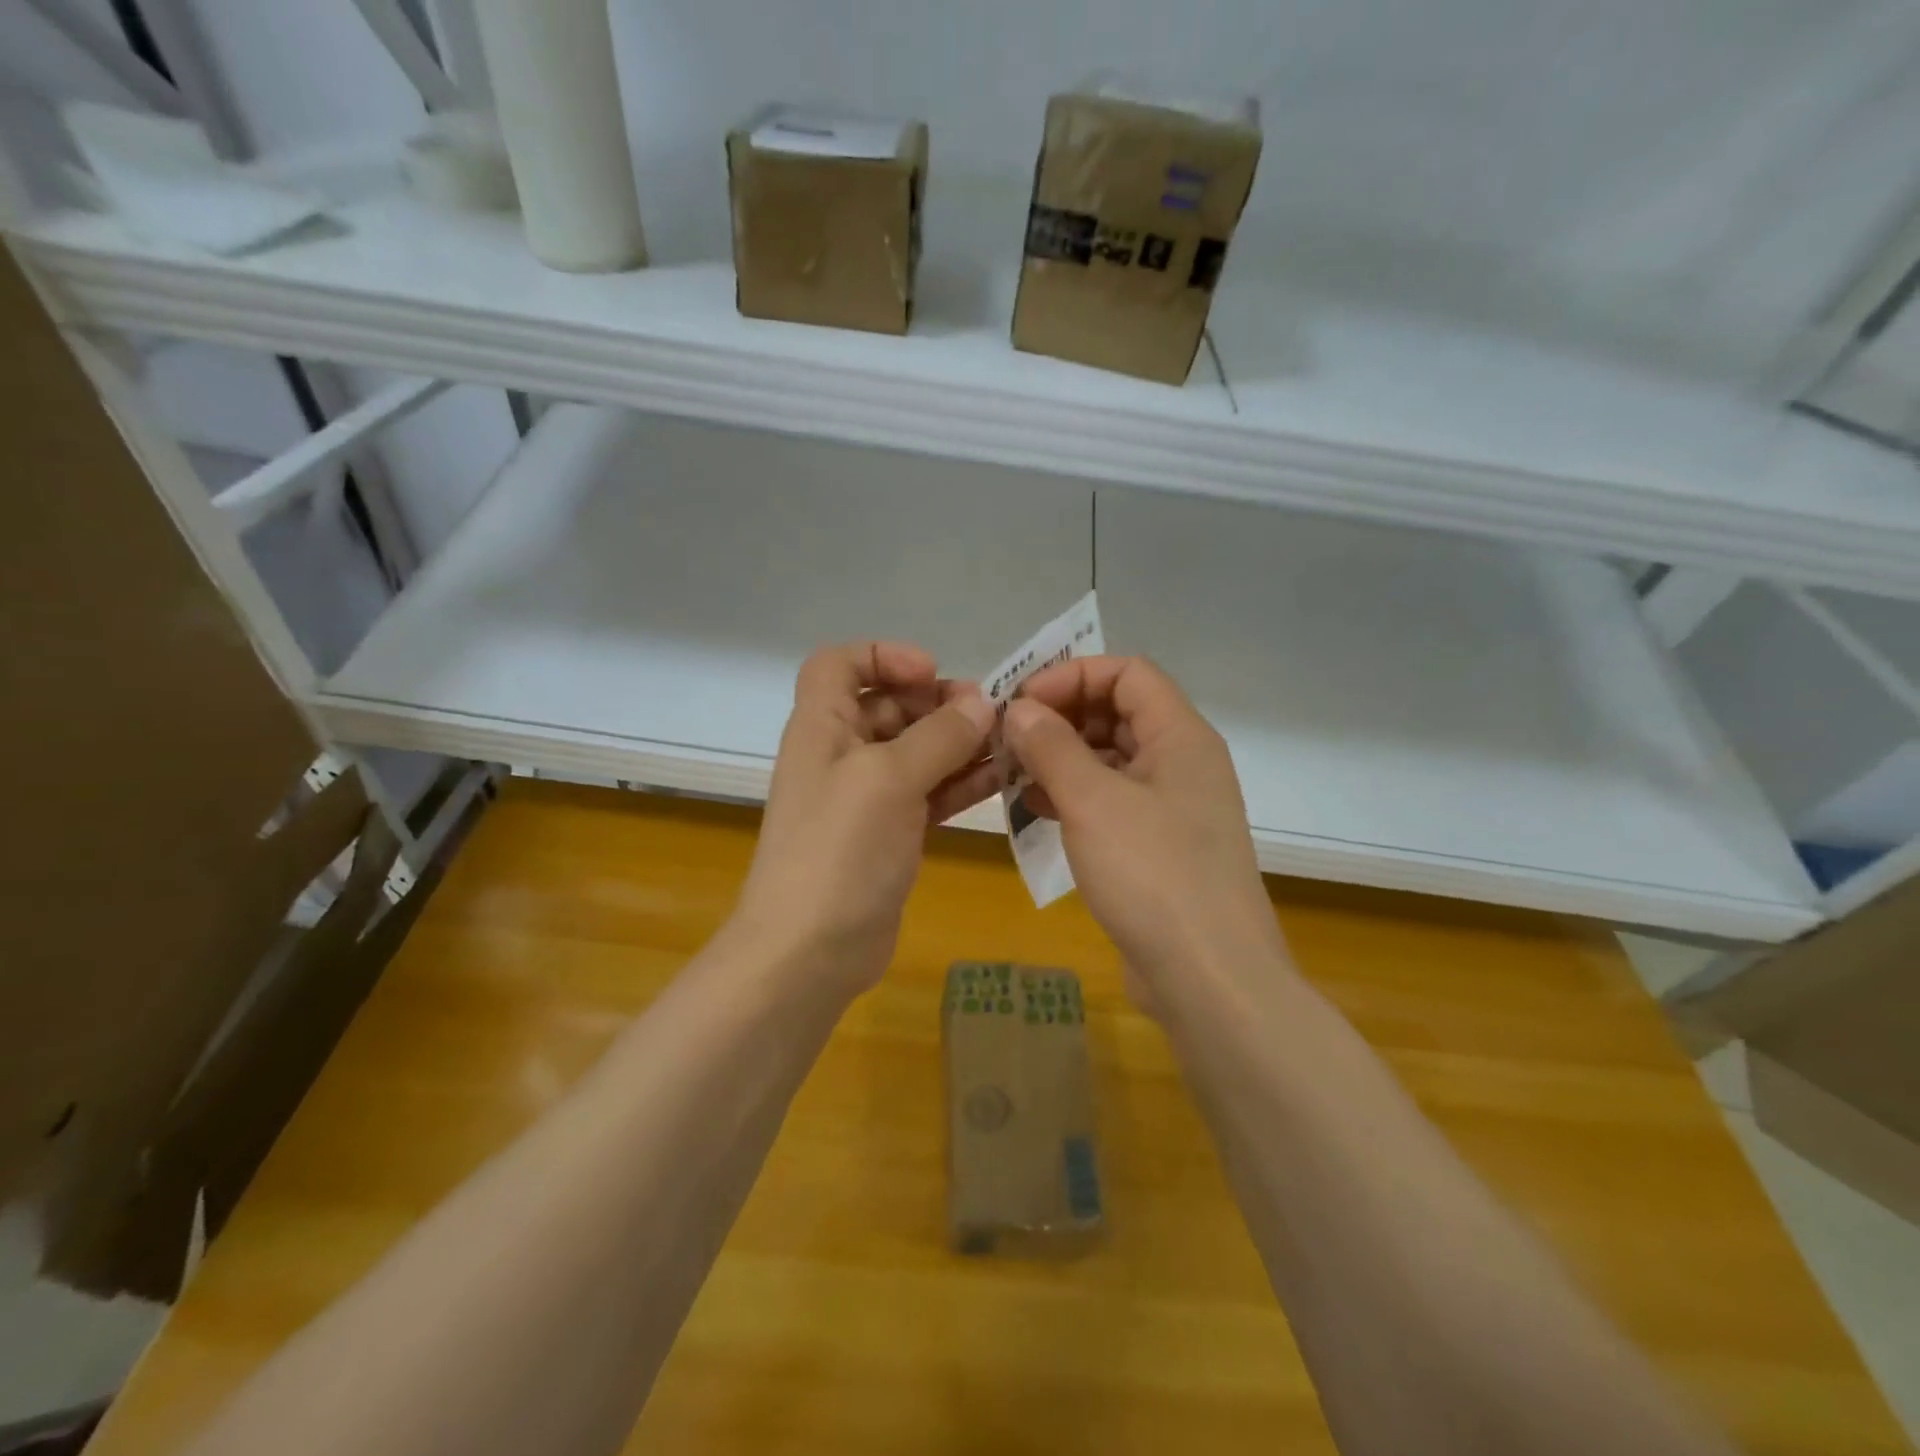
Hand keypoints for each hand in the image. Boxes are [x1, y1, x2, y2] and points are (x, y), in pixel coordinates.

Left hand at [734, 642, 998, 996]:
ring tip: (1009, 745)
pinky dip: (960, 783)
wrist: (810, 952)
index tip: (931, 673)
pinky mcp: (888, 834)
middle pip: (889, 706)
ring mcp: (865, 798)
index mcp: (822, 726)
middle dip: (938, 704)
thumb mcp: (888, 779)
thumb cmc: (840, 850)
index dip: (883, 656)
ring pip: (916, 752)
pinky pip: (928, 793)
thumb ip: (937, 736)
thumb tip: (981, 704)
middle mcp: (840, 754)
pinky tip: (1001, 781)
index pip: (839, 664)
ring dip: (959, 744)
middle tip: (990, 715)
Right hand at [1004, 656, 1288, 1008]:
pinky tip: (1037, 811)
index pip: (1128, 673)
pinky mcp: (1158, 847)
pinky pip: (1111, 802)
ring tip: (1013, 773)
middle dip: (1061, 718)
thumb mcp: (1092, 802)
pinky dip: (1074, 797)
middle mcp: (1182, 763)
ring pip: (1111, 760)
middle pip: (1118, 713)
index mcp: (1181, 737)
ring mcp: (1172, 808)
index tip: (1021, 702)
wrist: (1210, 978)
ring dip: (1062, 759)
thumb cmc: (1154, 875)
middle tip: (1008, 738)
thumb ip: (1052, 746)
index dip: (1073, 676)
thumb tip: (1018, 709)